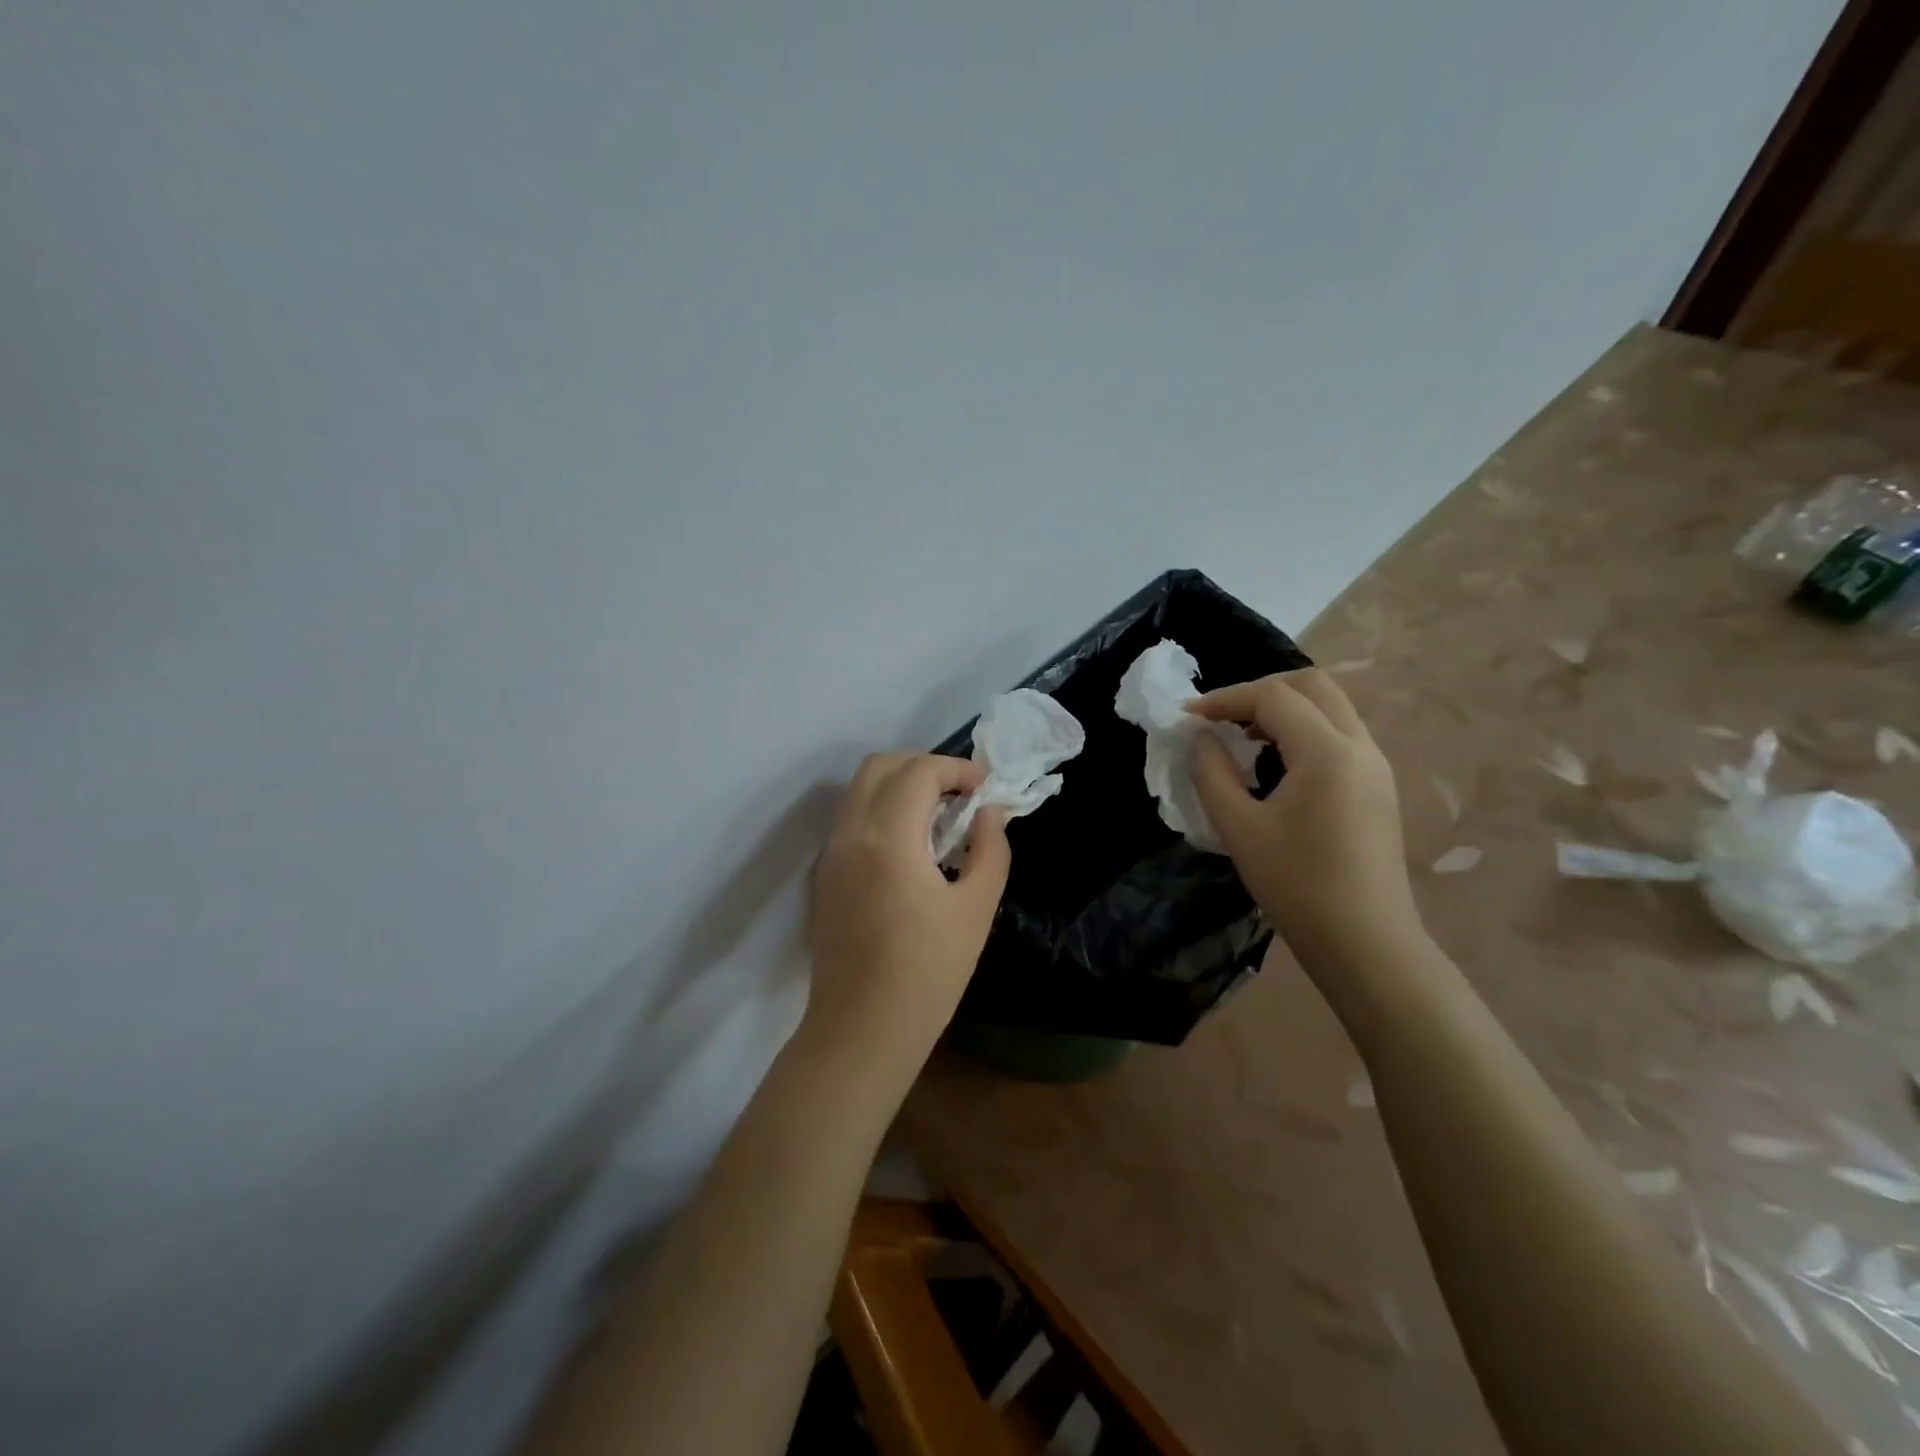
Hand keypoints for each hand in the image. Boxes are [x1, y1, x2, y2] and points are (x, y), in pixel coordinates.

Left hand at [805, 753, 1011, 1074]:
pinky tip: (912, 849)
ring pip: (860, 791)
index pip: (919, 771)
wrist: (861, 1031)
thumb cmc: (927, 973)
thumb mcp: (976, 909)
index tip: (986, 789)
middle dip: (924, 767)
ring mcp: (831, 854)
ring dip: (901, 787)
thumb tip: (989, 814)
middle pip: (880, 767)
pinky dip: (883, 812)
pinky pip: (852, 820)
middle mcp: (850, 834)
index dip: (957, 769)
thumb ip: (990, 850)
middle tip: (960, 796)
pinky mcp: (825, 876)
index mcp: (888, 838)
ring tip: (940, 819)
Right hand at [1189, 670, 1417, 963]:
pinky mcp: (1378, 787)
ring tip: (1244, 736)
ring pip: (1331, 707)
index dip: (1226, 699)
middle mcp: (1360, 747)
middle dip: (1260, 691)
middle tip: (1221, 716)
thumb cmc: (1296, 886)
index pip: (1273, 697)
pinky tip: (1276, 761)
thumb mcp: (1239, 828)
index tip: (1189, 718)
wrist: (1366, 943)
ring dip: (1284, 708)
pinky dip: (1304, 729)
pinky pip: (1340, 734)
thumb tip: (1202, 739)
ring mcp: (1376, 766)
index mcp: (1327, 752)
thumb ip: (1212, 773)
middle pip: (1312, 686)